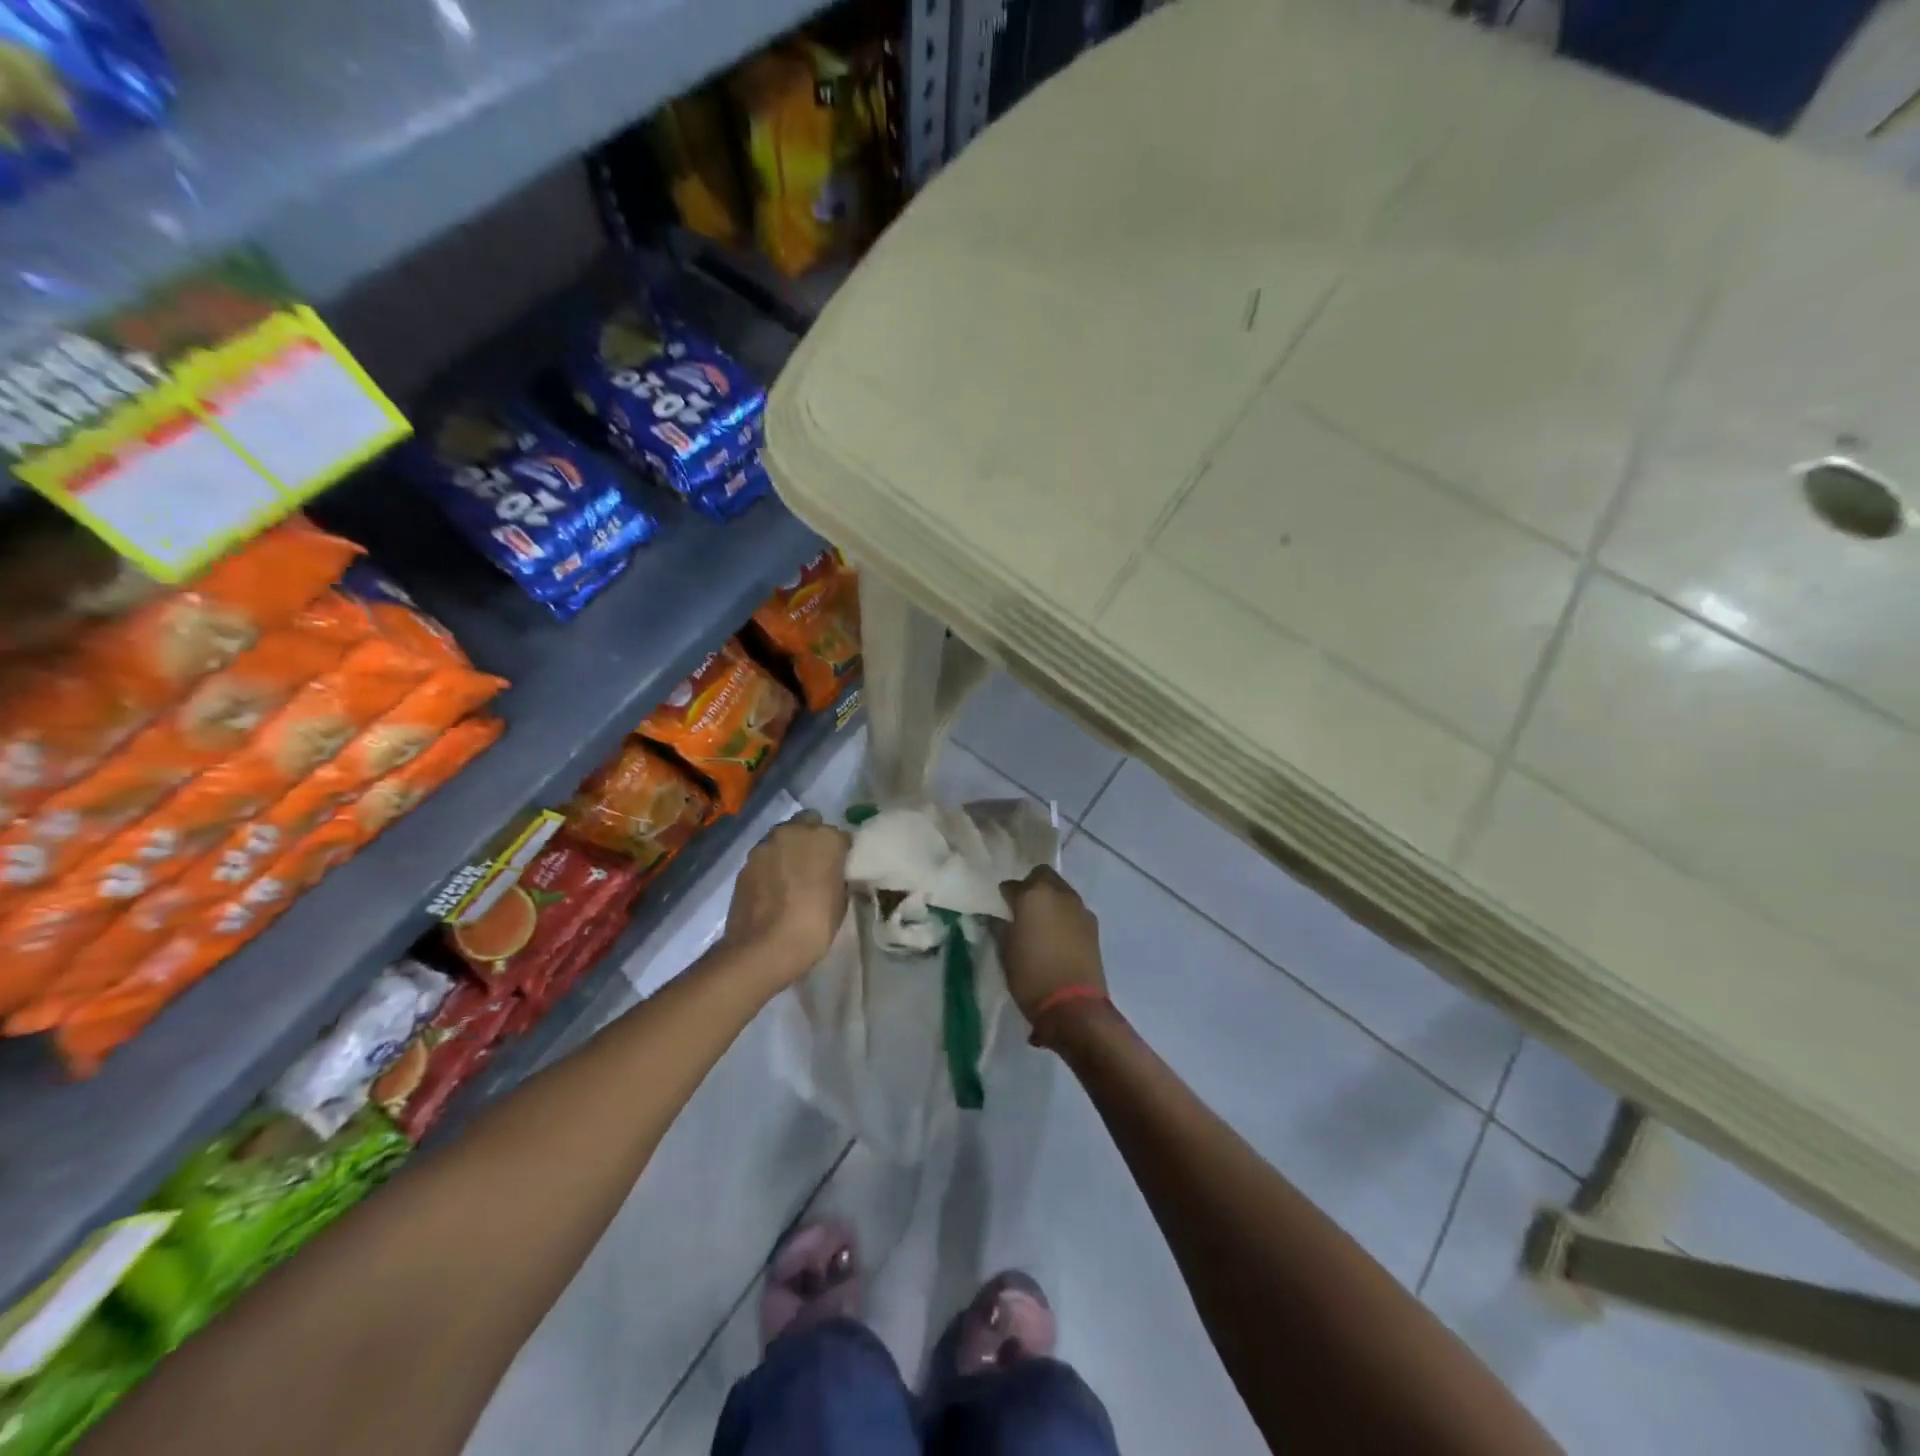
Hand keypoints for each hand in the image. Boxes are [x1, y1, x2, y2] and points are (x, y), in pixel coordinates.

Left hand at [723, 812, 850, 985]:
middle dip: (812, 840)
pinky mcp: (746, 863)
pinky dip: (771, 866)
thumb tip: (833, 874)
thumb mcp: (840, 901)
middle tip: (815, 867)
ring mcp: (766, 845)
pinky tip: (773, 889)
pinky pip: (765, 857)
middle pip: (808, 825)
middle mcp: (795, 832)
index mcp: (826, 838)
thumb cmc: (814, 926)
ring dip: (789, 850)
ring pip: (783, 838)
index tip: (840, 869)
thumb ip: (838, 877)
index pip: (840, 837)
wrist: (763, 949)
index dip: (841, 853)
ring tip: (791, 877)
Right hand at [998, 866, 1106, 1026]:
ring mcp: (1080, 908)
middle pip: (1042, 876)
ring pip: (1061, 891)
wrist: (1074, 1005)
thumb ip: (999, 925)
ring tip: (1040, 924)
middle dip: (1030, 887)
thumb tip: (996, 915)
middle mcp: (1059, 893)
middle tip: (1021, 910)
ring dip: (1049, 900)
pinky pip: (1073, 910)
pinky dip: (1063, 916)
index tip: (999, 910)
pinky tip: (1057, 936)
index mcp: (1033, 894)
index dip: (1003, 897)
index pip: (1011, 885)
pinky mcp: (1093, 925)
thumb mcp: (1005, 950)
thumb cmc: (1031, 975)